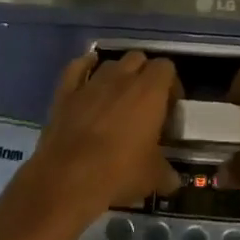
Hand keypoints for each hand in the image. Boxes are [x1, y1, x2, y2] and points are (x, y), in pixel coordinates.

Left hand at [31, 51, 181, 214]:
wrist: (68, 179)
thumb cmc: (119, 173)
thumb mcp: (153, 177)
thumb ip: (167, 173)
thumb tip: (173, 181)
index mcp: (150, 91)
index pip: (166, 67)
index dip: (170, 84)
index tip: (170, 106)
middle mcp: (122, 78)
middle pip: (139, 58)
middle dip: (144, 74)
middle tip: (146, 101)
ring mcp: (91, 83)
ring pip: (110, 63)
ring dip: (118, 74)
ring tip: (118, 96)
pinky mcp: (65, 93)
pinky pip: (76, 68)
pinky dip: (84, 67)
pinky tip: (88, 73)